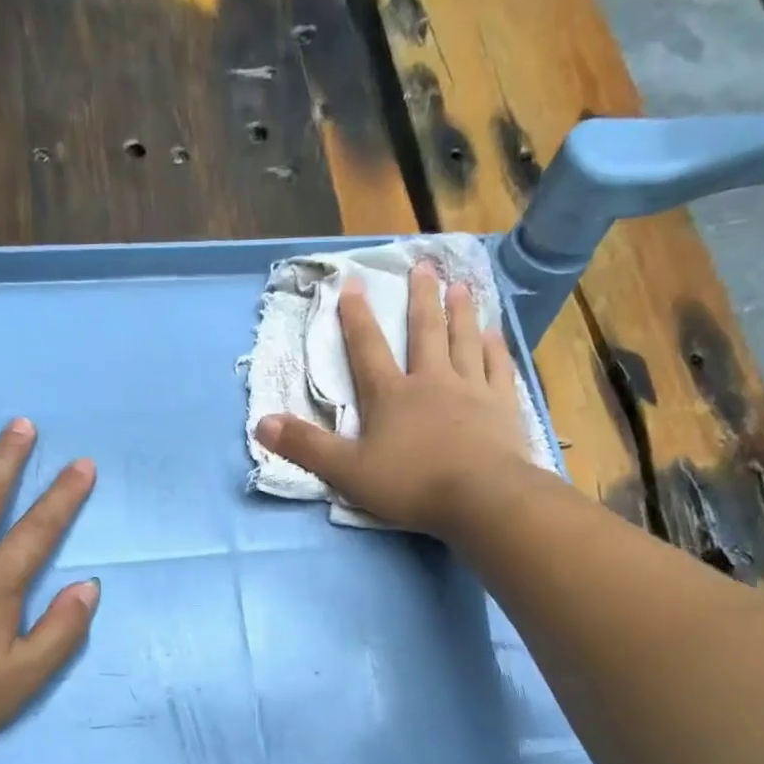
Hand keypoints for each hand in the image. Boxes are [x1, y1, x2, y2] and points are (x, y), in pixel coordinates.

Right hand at [255, 263, 539, 539]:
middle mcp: (431, 381)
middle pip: (424, 332)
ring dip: (460, 312)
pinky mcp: (502, 406)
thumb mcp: (347, 471)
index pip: (367, 350)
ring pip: (464, 341)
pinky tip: (495, 334)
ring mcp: (471, 390)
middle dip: (420, 299)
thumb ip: (306, 446)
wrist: (480, 497)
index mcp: (390, 396)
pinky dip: (495, 349)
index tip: (352, 284)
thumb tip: (261, 423)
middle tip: (423, 266)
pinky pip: (498, 368)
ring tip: (459, 286)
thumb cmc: (410, 484)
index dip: (357, 318)